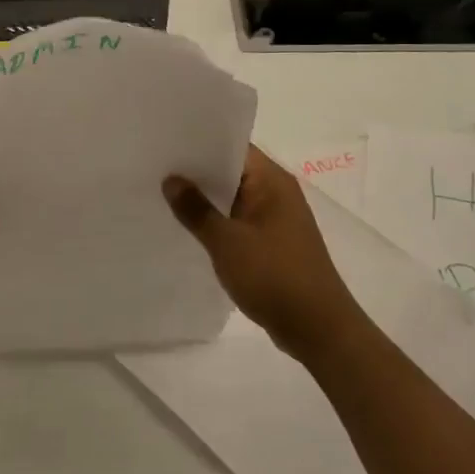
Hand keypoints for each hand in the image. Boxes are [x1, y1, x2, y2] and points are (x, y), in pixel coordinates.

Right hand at [163, 145, 368, 362]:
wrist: (319, 330)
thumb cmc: (274, 276)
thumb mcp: (227, 242)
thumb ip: (196, 209)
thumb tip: (171, 179)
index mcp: (272, 180)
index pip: (233, 146)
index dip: (200, 143)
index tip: (166, 143)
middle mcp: (277, 192)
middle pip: (232, 171)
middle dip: (197, 173)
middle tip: (156, 169)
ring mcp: (277, 219)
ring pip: (234, 199)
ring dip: (206, 201)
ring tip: (164, 197)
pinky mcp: (274, 244)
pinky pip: (239, 222)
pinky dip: (218, 224)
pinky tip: (190, 231)